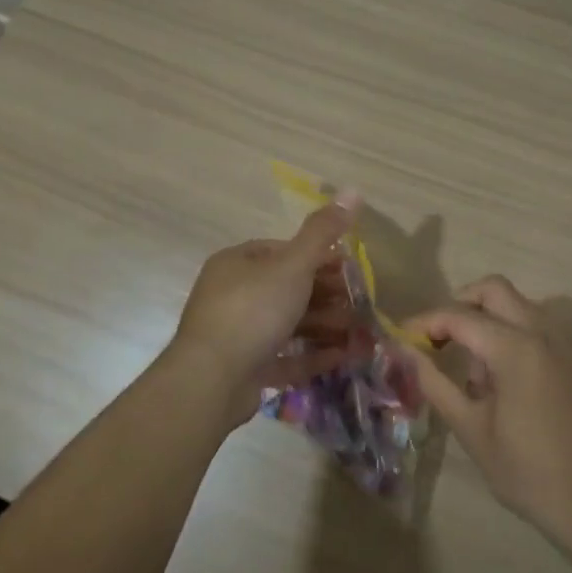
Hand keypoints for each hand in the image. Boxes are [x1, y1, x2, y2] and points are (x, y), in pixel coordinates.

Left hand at [168, 195, 358, 424]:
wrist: (211, 381)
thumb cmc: (252, 311)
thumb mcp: (293, 265)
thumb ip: (322, 232)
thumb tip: (352, 190)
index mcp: (237, 264)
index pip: (282, 251)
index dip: (319, 257)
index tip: (350, 269)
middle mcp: (232, 295)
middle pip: (287, 289)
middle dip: (326, 296)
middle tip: (360, 305)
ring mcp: (237, 334)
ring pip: (287, 324)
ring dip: (324, 326)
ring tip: (359, 333)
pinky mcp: (244, 369)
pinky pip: (284, 357)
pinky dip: (312, 355)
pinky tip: (342, 357)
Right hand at [400, 277, 571, 556]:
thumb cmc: (530, 474)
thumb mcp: (473, 431)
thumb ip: (436, 384)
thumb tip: (406, 353)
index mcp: (515, 348)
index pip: (459, 316)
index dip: (425, 322)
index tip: (401, 338)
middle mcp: (542, 333)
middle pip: (493, 290)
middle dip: (459, 304)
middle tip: (436, 338)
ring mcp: (564, 345)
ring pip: (518, 305)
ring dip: (487, 318)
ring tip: (470, 367)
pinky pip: (536, 327)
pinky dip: (511, 333)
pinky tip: (501, 380)